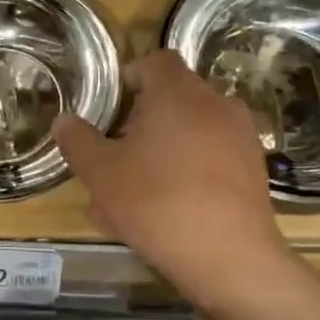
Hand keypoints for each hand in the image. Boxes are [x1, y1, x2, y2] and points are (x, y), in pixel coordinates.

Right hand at [52, 50, 294, 289]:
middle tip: (115, 151)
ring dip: (163, 146)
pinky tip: (167, 207)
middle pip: (173, 96)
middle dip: (141, 119)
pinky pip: (211, 156)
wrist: (229, 258)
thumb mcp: (99, 173)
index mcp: (177, 93)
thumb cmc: (156, 202)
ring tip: (136, 187)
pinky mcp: (254, 169)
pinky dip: (188, 170)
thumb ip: (77, 140)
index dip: (128, 76)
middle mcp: (215, 104)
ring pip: (191, 130)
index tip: (109, 107)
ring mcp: (241, 137)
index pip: (154, 61)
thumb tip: (65, 120)